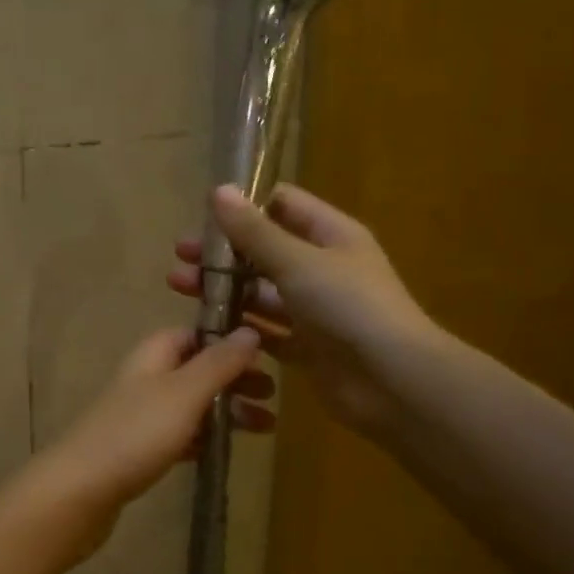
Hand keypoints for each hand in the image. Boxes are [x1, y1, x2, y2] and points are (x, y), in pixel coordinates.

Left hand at [34, 326, 272, 521]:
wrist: (79, 491)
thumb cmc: (135, 434)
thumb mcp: (184, 393)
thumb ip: (218, 363)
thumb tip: (250, 331)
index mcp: (153, 355)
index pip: (194, 333)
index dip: (228, 340)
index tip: (265, 354)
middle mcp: (146, 378)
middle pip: (197, 369)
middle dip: (234, 379)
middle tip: (272, 395)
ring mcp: (140, 415)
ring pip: (192, 404)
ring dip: (226, 411)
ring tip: (266, 427)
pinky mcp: (138, 449)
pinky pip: (180, 435)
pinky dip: (204, 438)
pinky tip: (226, 450)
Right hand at [168, 184, 431, 445]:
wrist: (393, 382)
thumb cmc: (349, 307)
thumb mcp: (299, 262)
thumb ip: (255, 233)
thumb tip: (218, 191)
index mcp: (330, 235)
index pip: (283, 206)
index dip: (245, 208)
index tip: (204, 218)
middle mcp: (323, 268)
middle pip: (264, 251)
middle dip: (223, 253)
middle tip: (180, 258)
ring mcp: (315, 310)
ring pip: (261, 293)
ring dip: (225, 290)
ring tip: (180, 289)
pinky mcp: (307, 348)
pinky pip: (267, 332)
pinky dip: (240, 329)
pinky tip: (206, 328)